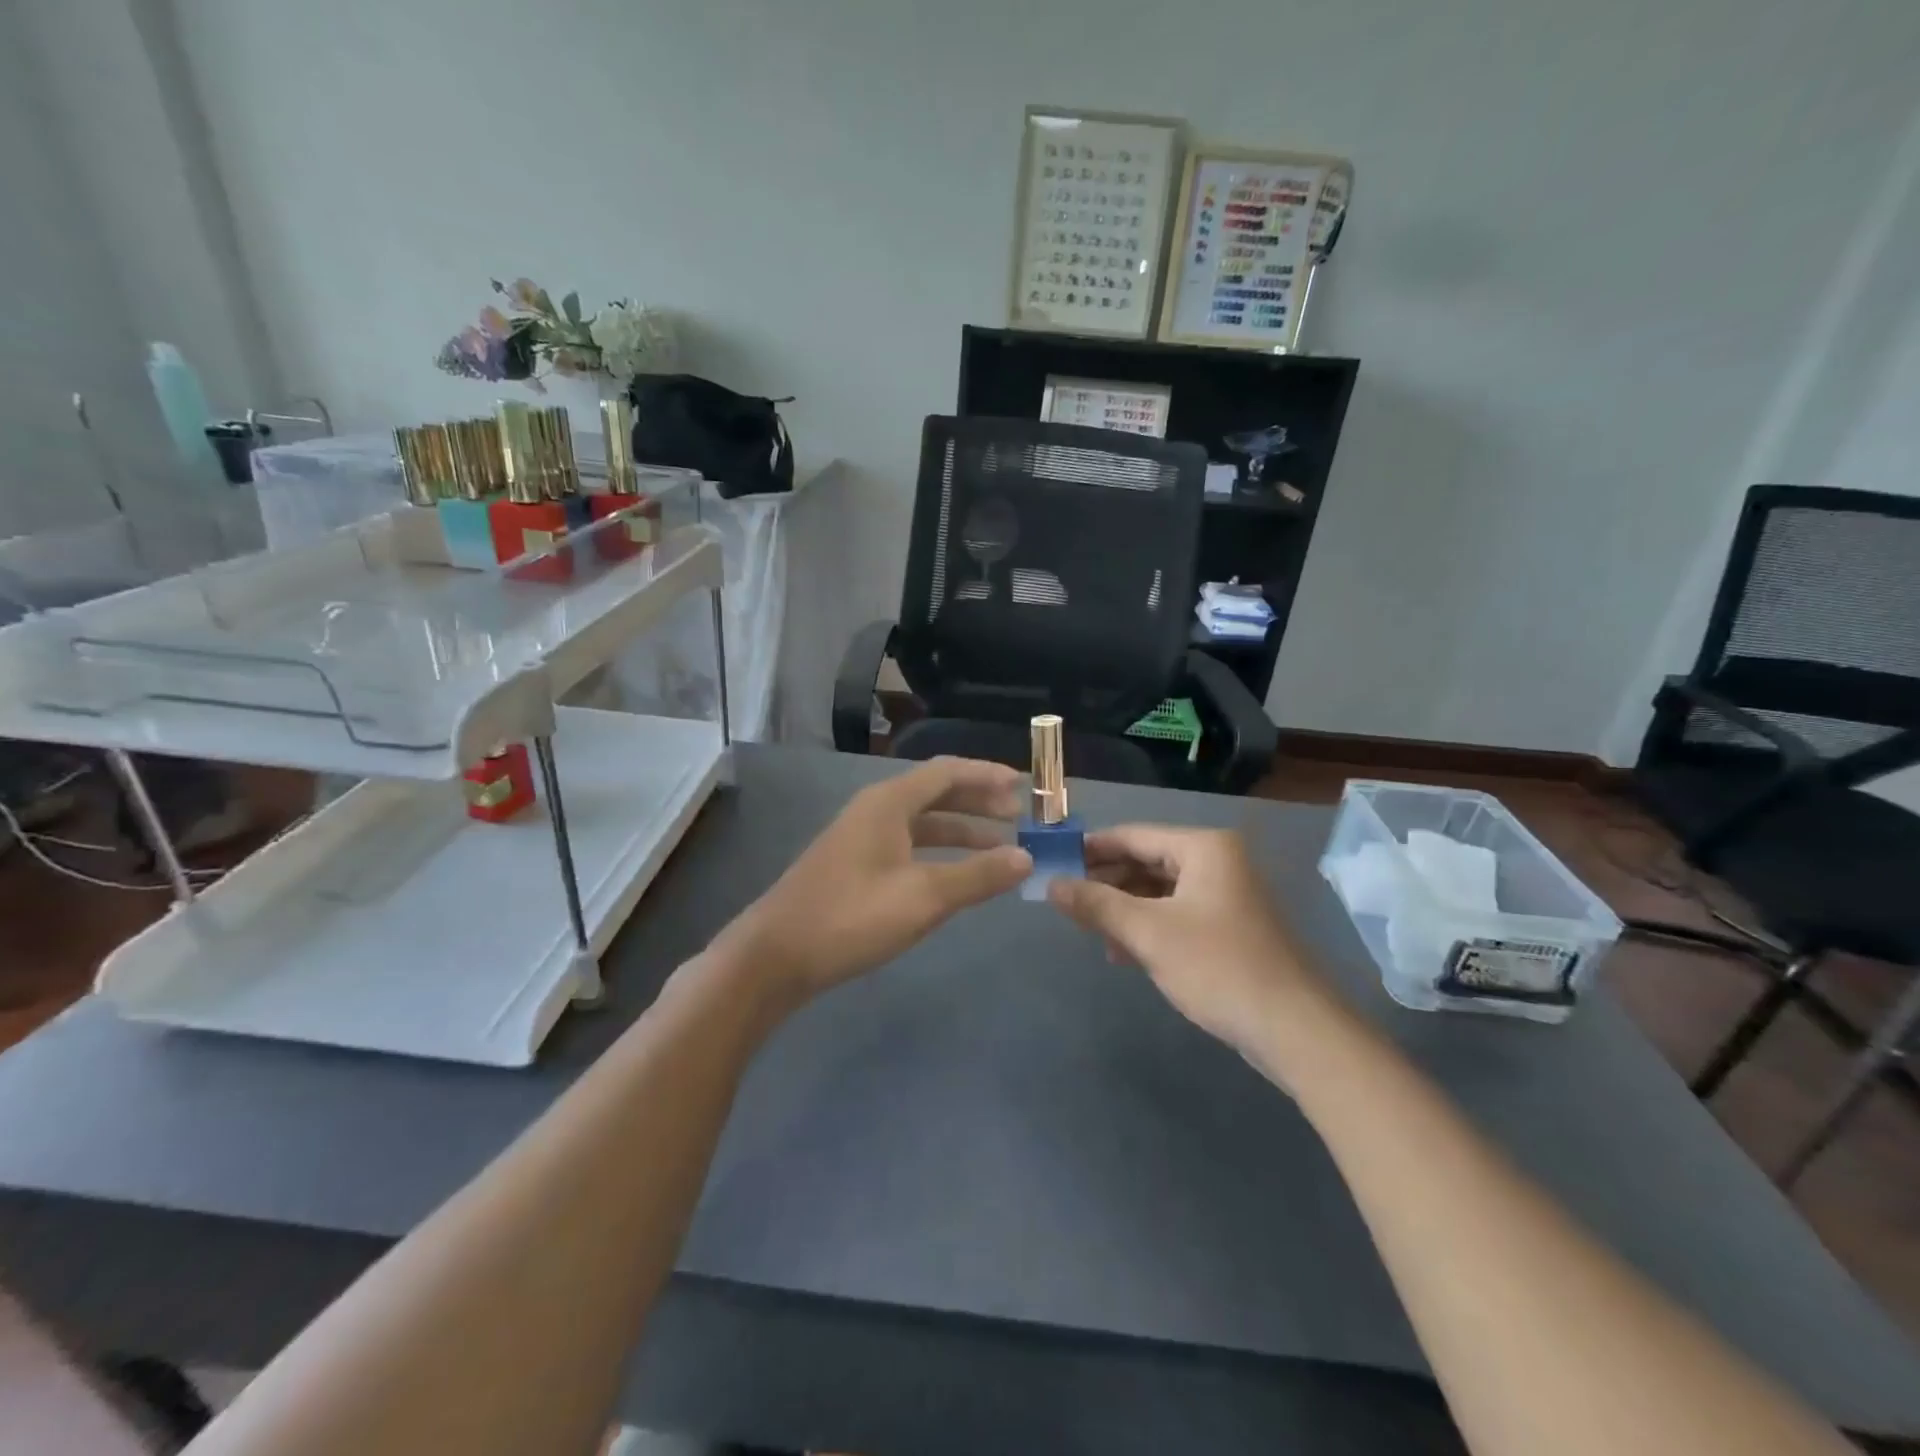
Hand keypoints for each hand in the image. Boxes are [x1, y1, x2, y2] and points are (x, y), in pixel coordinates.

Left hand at [719, 757, 1030, 1002]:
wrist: (775, 956)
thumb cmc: (850, 917)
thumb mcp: (922, 897)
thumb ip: (977, 876)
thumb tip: (1026, 858)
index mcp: (889, 803)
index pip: (947, 772)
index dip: (987, 775)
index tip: (1024, 786)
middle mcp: (875, 810)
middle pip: (936, 793)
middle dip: (978, 802)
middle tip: (1019, 817)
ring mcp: (861, 838)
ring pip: (922, 822)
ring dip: (961, 829)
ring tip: (999, 846)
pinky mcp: (854, 866)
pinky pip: (908, 844)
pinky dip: (939, 852)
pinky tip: (955, 873)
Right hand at [1048, 825, 1318, 1052]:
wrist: (1294, 1029)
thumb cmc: (1217, 967)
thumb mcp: (1148, 933)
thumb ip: (1096, 904)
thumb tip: (1051, 885)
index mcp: (1203, 848)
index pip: (1133, 835)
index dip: (1090, 849)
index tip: (1053, 862)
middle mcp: (1217, 861)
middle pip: (1146, 861)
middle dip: (1105, 882)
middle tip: (1065, 900)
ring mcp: (1226, 894)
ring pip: (1159, 890)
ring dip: (1123, 908)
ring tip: (1087, 929)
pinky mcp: (1228, 926)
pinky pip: (1176, 913)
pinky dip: (1147, 926)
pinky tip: (1121, 951)